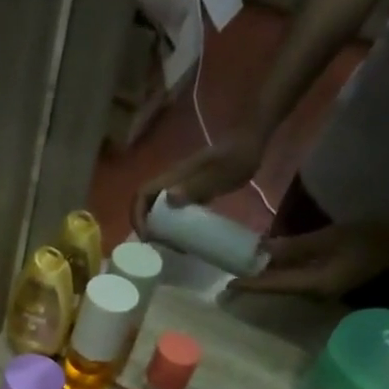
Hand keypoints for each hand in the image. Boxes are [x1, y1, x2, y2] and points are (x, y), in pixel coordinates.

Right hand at [131, 129, 267, 239]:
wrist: (251, 143)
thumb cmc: (237, 157)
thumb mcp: (219, 173)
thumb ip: (196, 185)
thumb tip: (168, 199)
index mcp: (174, 176)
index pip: (142, 194)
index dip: (137, 215)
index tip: (146, 237)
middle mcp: (172, 181)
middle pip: (146, 204)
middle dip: (146, 226)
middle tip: (159, 246)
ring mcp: (182, 186)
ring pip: (158, 208)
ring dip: (158, 228)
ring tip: (171, 245)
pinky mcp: (192, 191)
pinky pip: (174, 210)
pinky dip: (173, 225)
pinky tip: (184, 236)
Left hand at [227, 222, 388, 297]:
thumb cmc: (368, 237)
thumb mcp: (329, 237)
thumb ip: (294, 246)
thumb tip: (262, 250)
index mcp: (314, 286)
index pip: (275, 286)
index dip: (251, 285)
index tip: (228, 283)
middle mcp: (314, 295)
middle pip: (277, 289)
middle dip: (254, 283)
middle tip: (229, 276)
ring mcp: (320, 291)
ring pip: (285, 285)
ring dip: (266, 277)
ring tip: (243, 269)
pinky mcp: (325, 283)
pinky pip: (296, 280)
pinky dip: (281, 273)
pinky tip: (270, 263)